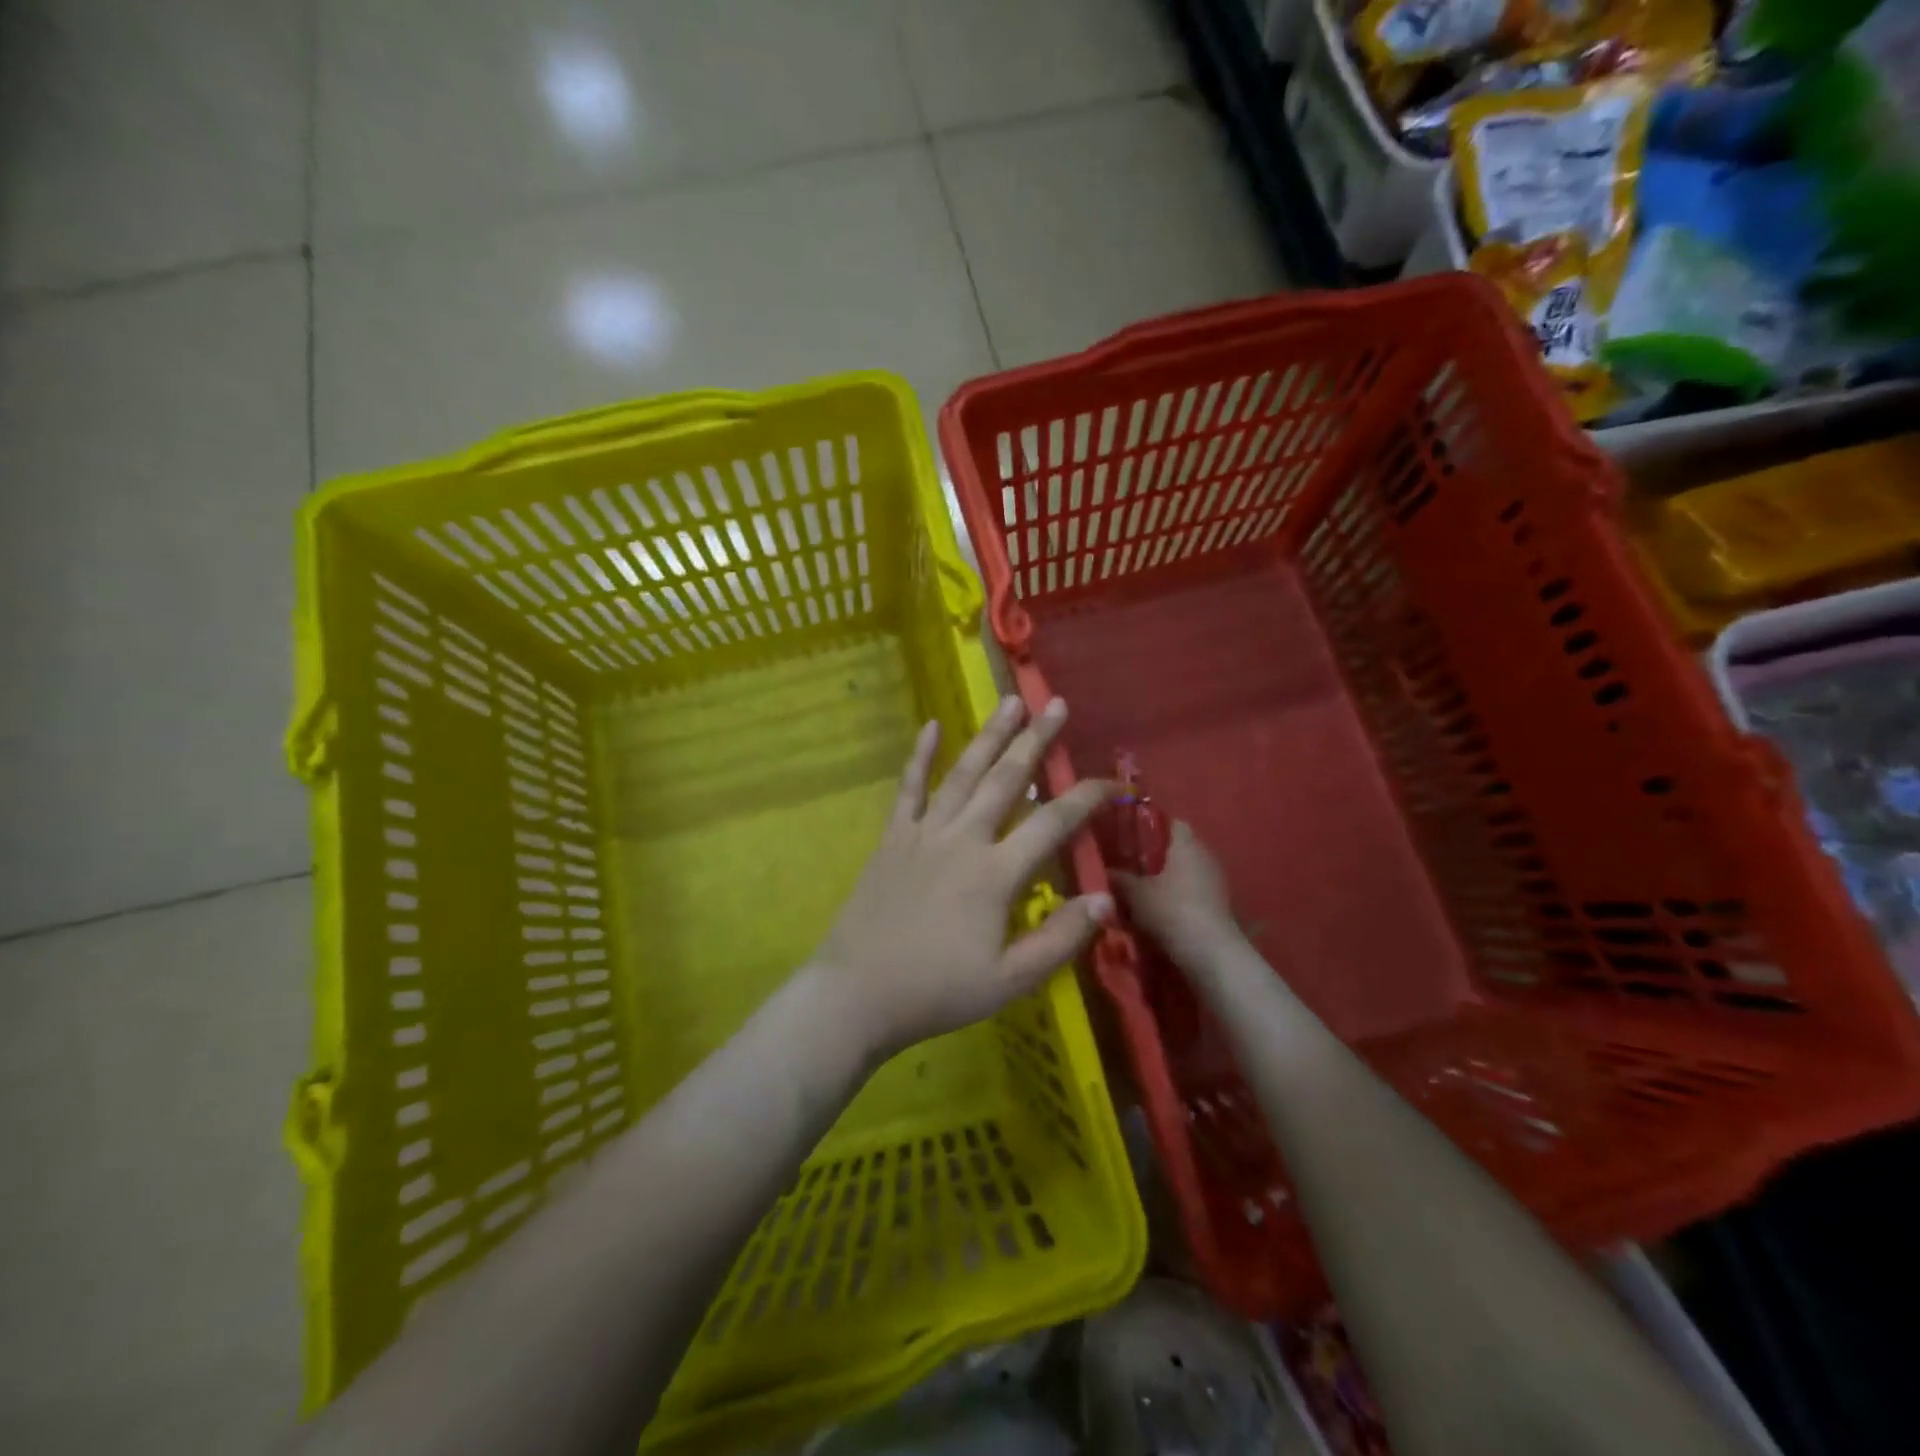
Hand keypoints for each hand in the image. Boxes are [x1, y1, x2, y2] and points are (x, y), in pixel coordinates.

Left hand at [814, 696, 1115, 1059]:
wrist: (857, 993)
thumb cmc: (937, 991)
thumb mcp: (1010, 980)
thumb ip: (1060, 938)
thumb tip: (1106, 898)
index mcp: (995, 873)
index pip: (1052, 823)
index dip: (1086, 799)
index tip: (1111, 781)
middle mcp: (963, 839)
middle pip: (1006, 779)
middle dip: (1036, 741)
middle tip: (1057, 705)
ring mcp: (924, 833)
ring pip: (963, 773)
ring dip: (989, 735)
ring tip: (1010, 703)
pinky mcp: (893, 837)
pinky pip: (909, 787)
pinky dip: (920, 755)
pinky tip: (931, 726)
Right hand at [1112, 820, 1237, 957]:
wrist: (1211, 955)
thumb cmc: (1171, 911)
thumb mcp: (1135, 894)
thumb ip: (1118, 878)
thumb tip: (1104, 870)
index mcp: (1187, 843)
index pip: (1170, 821)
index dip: (1148, 826)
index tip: (1127, 836)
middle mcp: (1205, 855)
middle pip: (1177, 848)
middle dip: (1154, 856)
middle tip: (1127, 865)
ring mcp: (1215, 881)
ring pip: (1185, 871)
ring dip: (1166, 880)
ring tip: (1139, 891)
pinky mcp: (1219, 905)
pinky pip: (1192, 892)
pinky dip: (1176, 897)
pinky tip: (1157, 911)